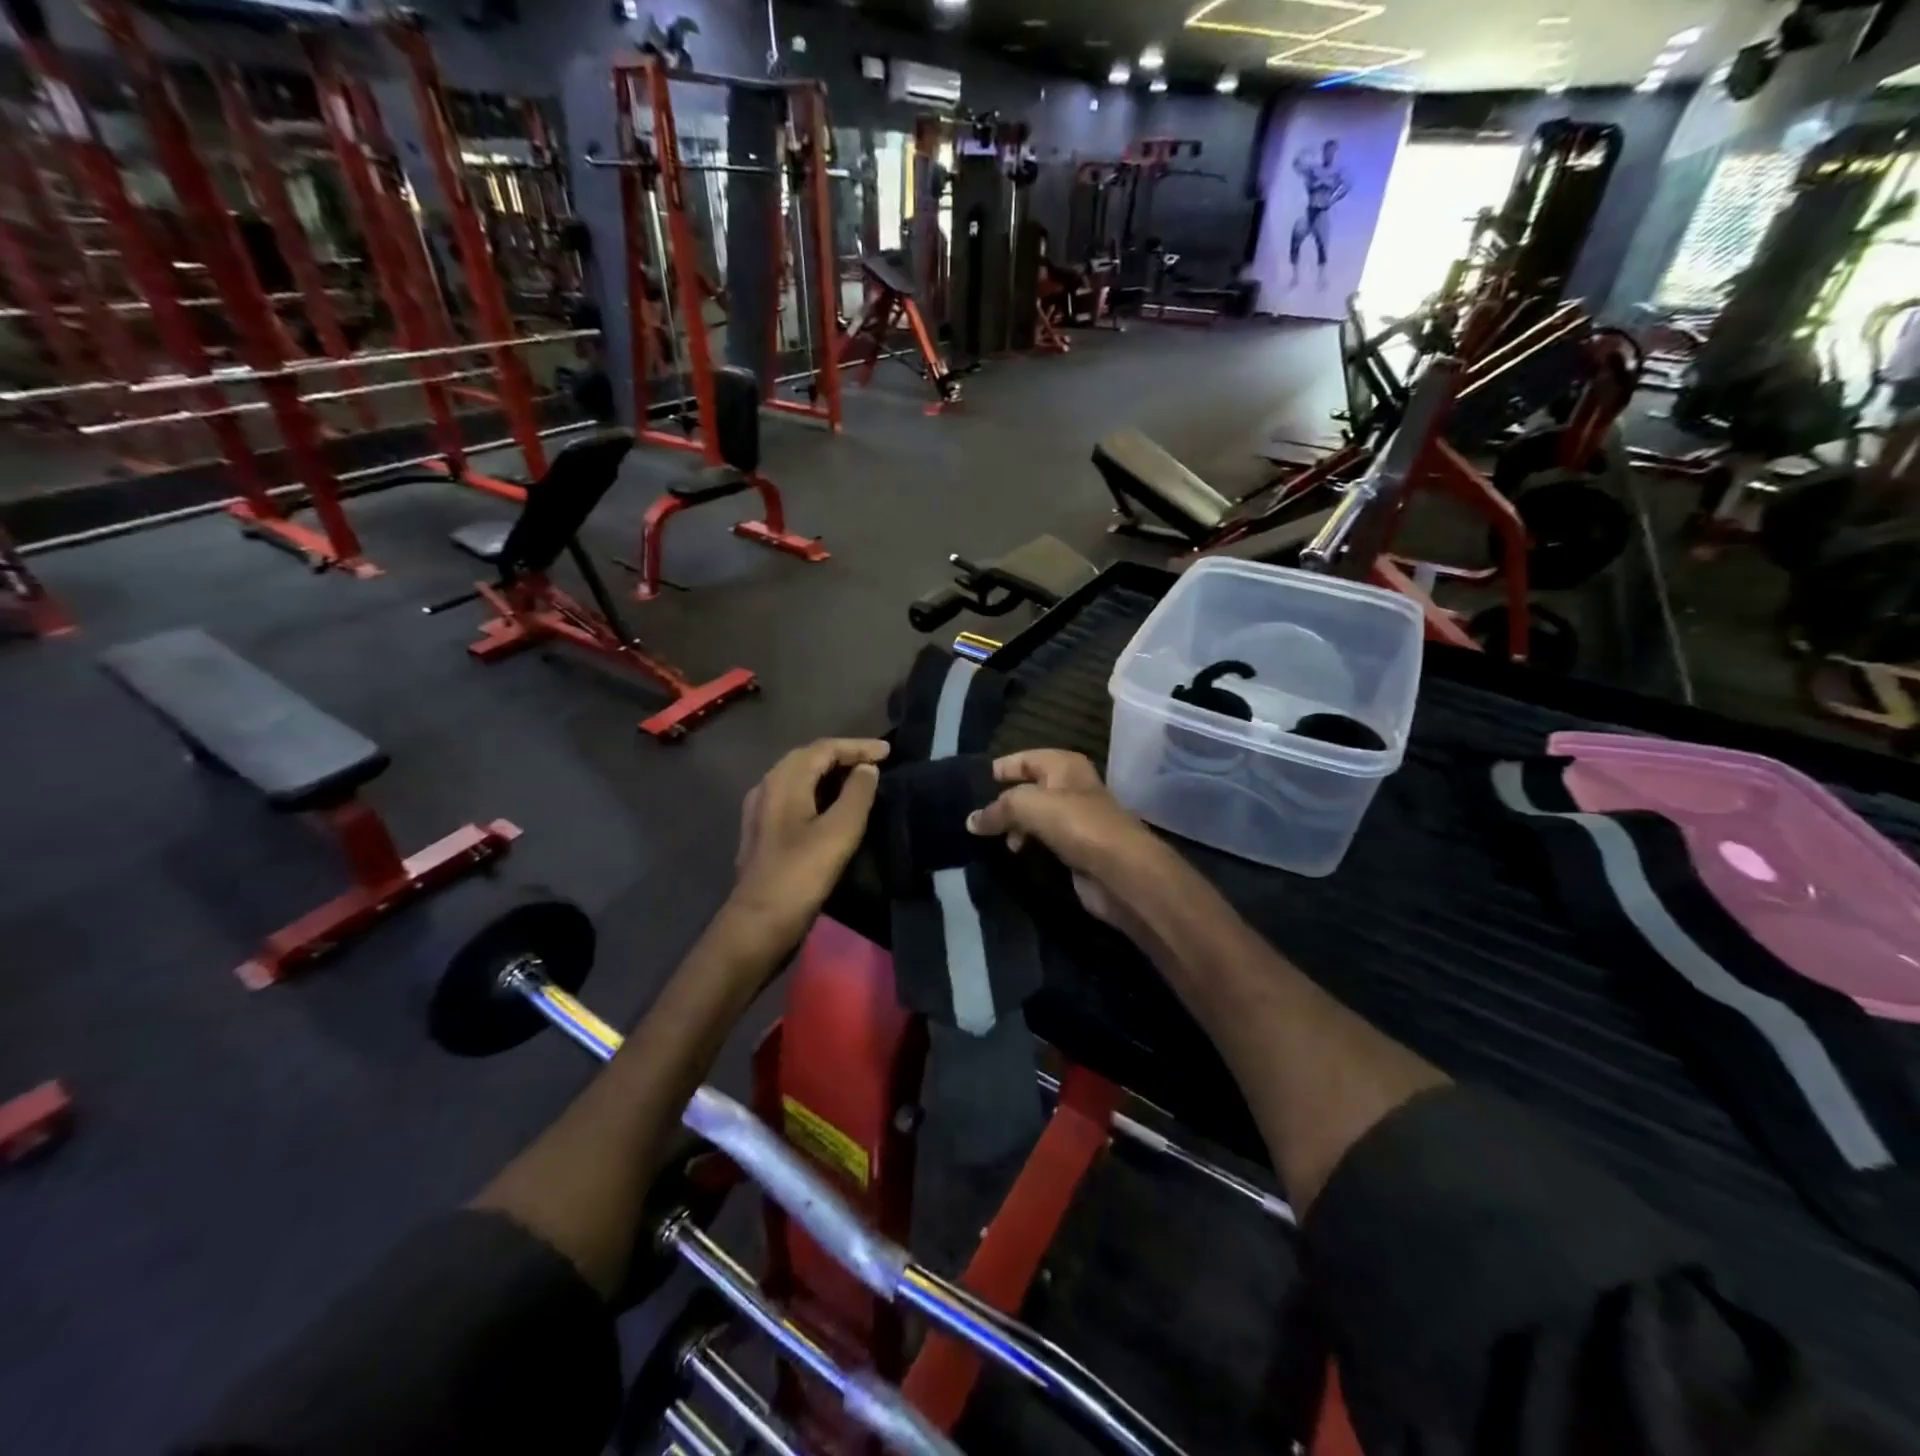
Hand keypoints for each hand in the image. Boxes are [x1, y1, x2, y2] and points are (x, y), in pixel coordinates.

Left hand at [730, 738, 888, 943]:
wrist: (758, 924)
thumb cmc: (801, 875)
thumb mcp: (839, 832)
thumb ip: (857, 794)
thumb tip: (867, 769)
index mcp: (783, 781)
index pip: (823, 748)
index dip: (858, 746)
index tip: (888, 751)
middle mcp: (767, 787)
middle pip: (807, 758)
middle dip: (843, 755)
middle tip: (875, 761)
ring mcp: (761, 811)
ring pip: (799, 778)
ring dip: (830, 773)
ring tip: (860, 779)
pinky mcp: (763, 832)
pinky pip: (794, 797)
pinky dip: (818, 792)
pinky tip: (833, 806)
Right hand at [965, 750, 1168, 926]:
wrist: (1122, 872)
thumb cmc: (1078, 825)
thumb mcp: (1029, 805)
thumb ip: (998, 809)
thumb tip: (971, 821)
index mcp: (1064, 766)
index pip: (1025, 758)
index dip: (1000, 768)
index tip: (971, 785)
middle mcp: (1071, 787)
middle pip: (1029, 789)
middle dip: (1003, 802)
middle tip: (976, 818)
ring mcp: (1076, 820)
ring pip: (1035, 817)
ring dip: (1014, 827)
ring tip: (994, 841)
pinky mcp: (1076, 849)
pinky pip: (1044, 841)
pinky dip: (1028, 845)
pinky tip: (1014, 855)